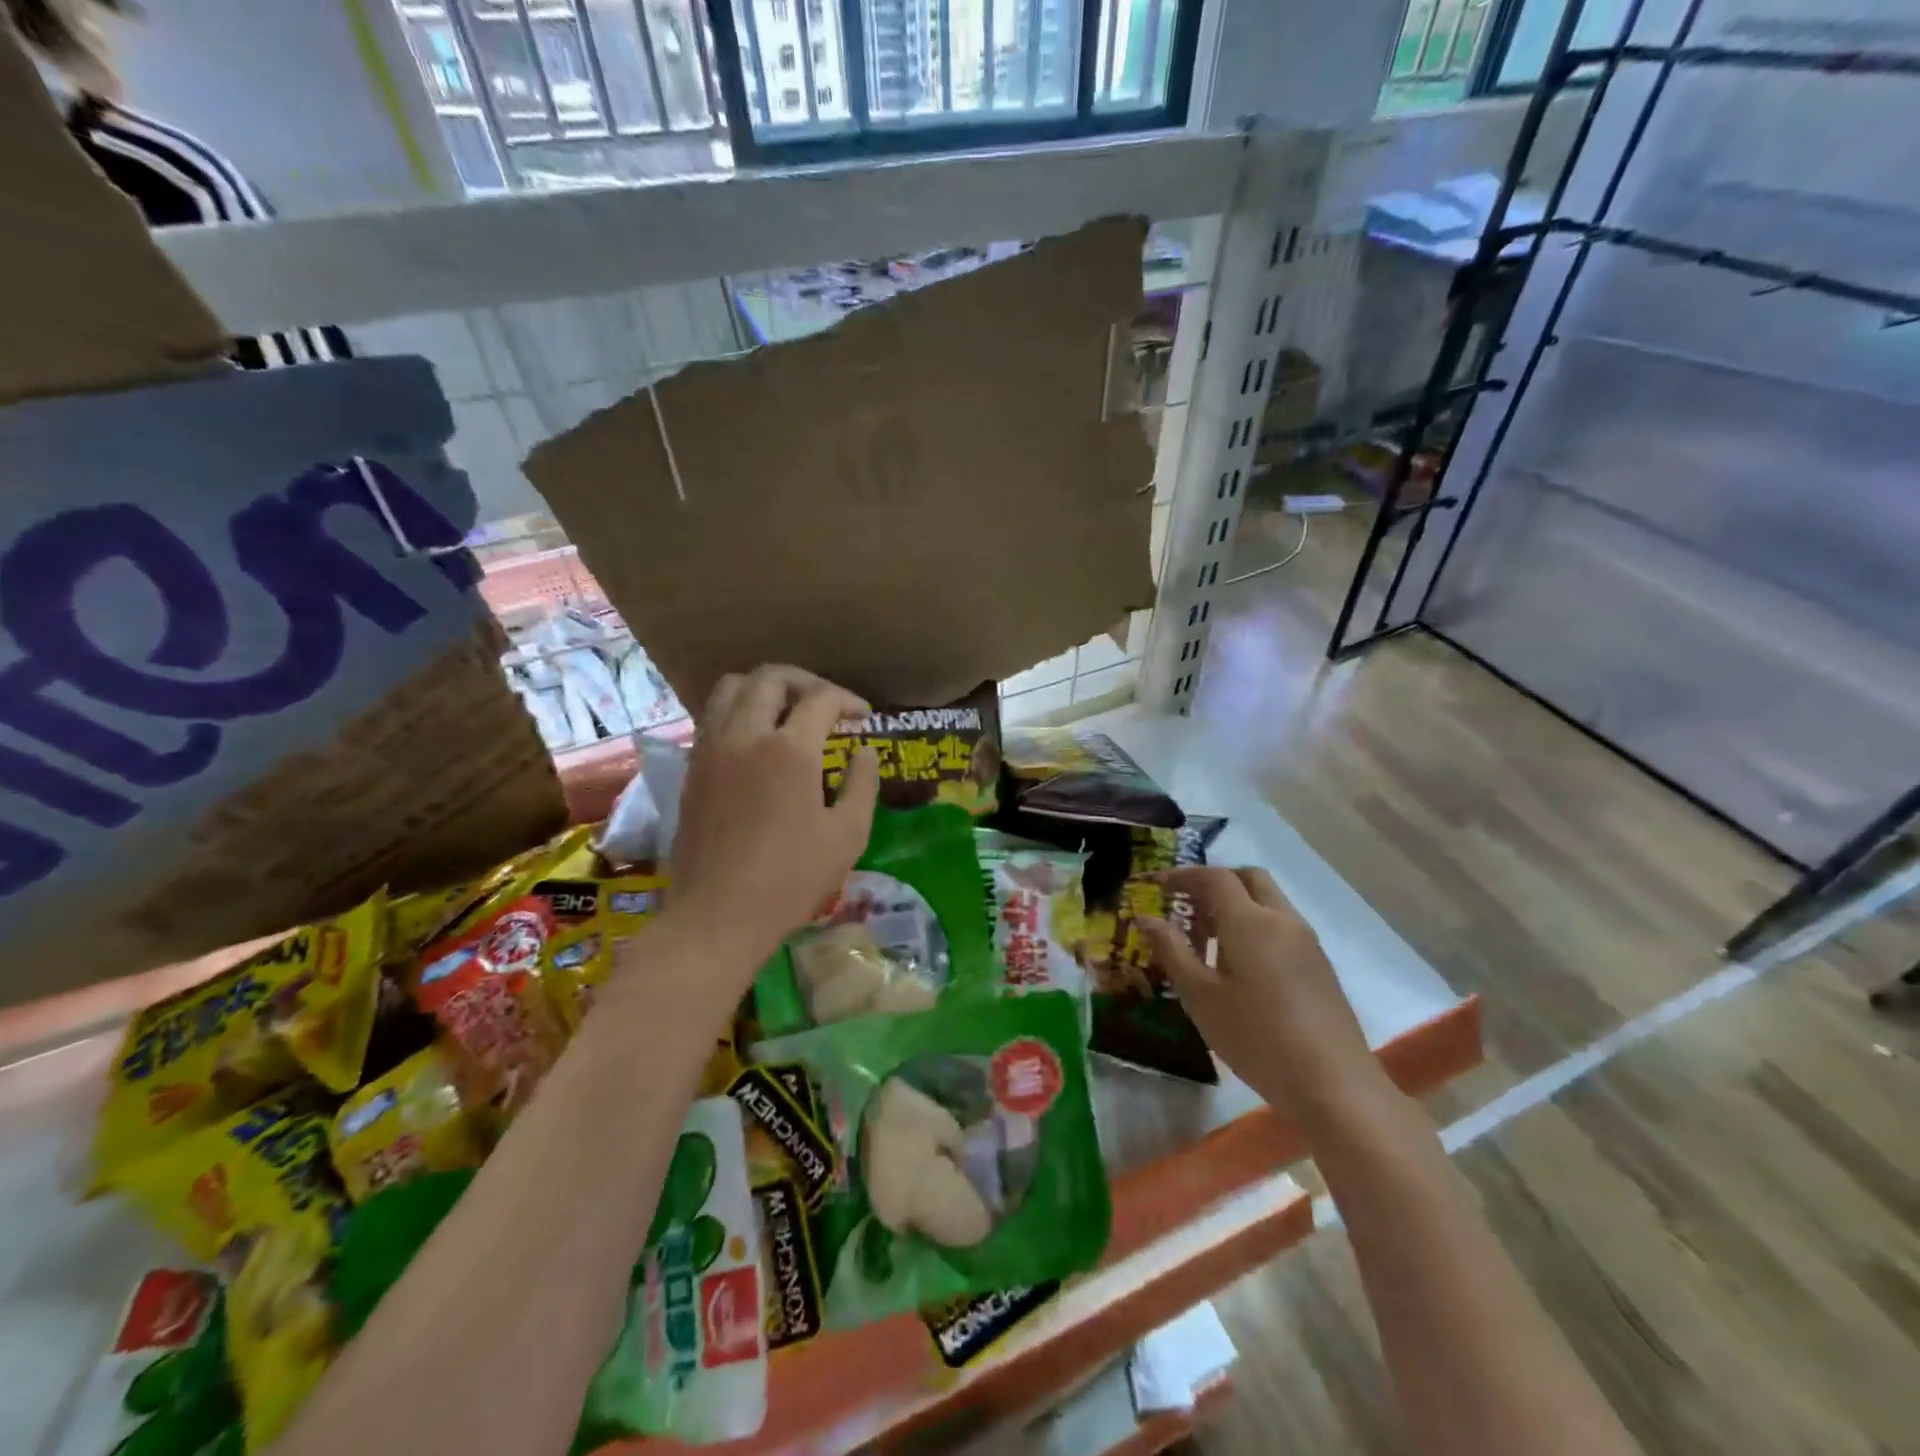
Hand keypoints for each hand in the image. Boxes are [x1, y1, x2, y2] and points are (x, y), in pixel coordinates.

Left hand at [667, 665, 879, 969]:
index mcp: (789, 750)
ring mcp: (711, 749)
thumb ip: (862, 784)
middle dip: (806, 681)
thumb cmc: (792, 879)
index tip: (863, 717)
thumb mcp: (847, 835)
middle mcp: (745, 735)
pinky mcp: (692, 769)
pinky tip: (756, 740)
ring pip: (732, 688)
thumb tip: (864, 752)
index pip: (822, 699)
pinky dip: (738, 711)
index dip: (848, 700)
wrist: (718, 915)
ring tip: (787, 711)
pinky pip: (713, 717)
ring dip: (765, 688)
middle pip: (771, 678)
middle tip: (827, 704)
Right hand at [1137, 867, 1392, 1133]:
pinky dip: (1254, 927)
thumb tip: (1145, 918)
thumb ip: (1172, 951)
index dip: (1181, 875)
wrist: (1335, 1086)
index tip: (1155, 886)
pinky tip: (1237, 966)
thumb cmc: (1256, 1038)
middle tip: (1184, 906)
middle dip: (1213, 882)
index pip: (1214, 876)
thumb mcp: (1200, 997)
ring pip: (1267, 902)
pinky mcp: (1319, 966)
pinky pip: (1280, 926)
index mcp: (1250, 921)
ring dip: (1235, 905)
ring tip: (1205, 941)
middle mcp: (1282, 920)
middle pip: (1247, 878)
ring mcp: (1306, 942)